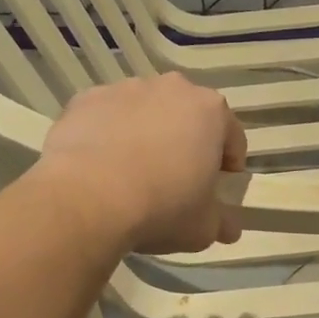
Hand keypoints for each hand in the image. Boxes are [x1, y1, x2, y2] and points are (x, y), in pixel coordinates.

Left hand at [37, 74, 247, 253]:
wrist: (87, 199)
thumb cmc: (162, 206)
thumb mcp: (204, 227)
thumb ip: (222, 222)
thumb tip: (229, 228)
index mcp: (210, 110)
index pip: (232, 137)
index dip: (228, 164)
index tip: (218, 187)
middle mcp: (172, 89)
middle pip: (187, 116)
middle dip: (186, 142)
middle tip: (177, 178)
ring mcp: (126, 89)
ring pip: (145, 112)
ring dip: (147, 134)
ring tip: (133, 172)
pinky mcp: (86, 98)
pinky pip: (106, 116)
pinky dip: (108, 134)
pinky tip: (101, 166)